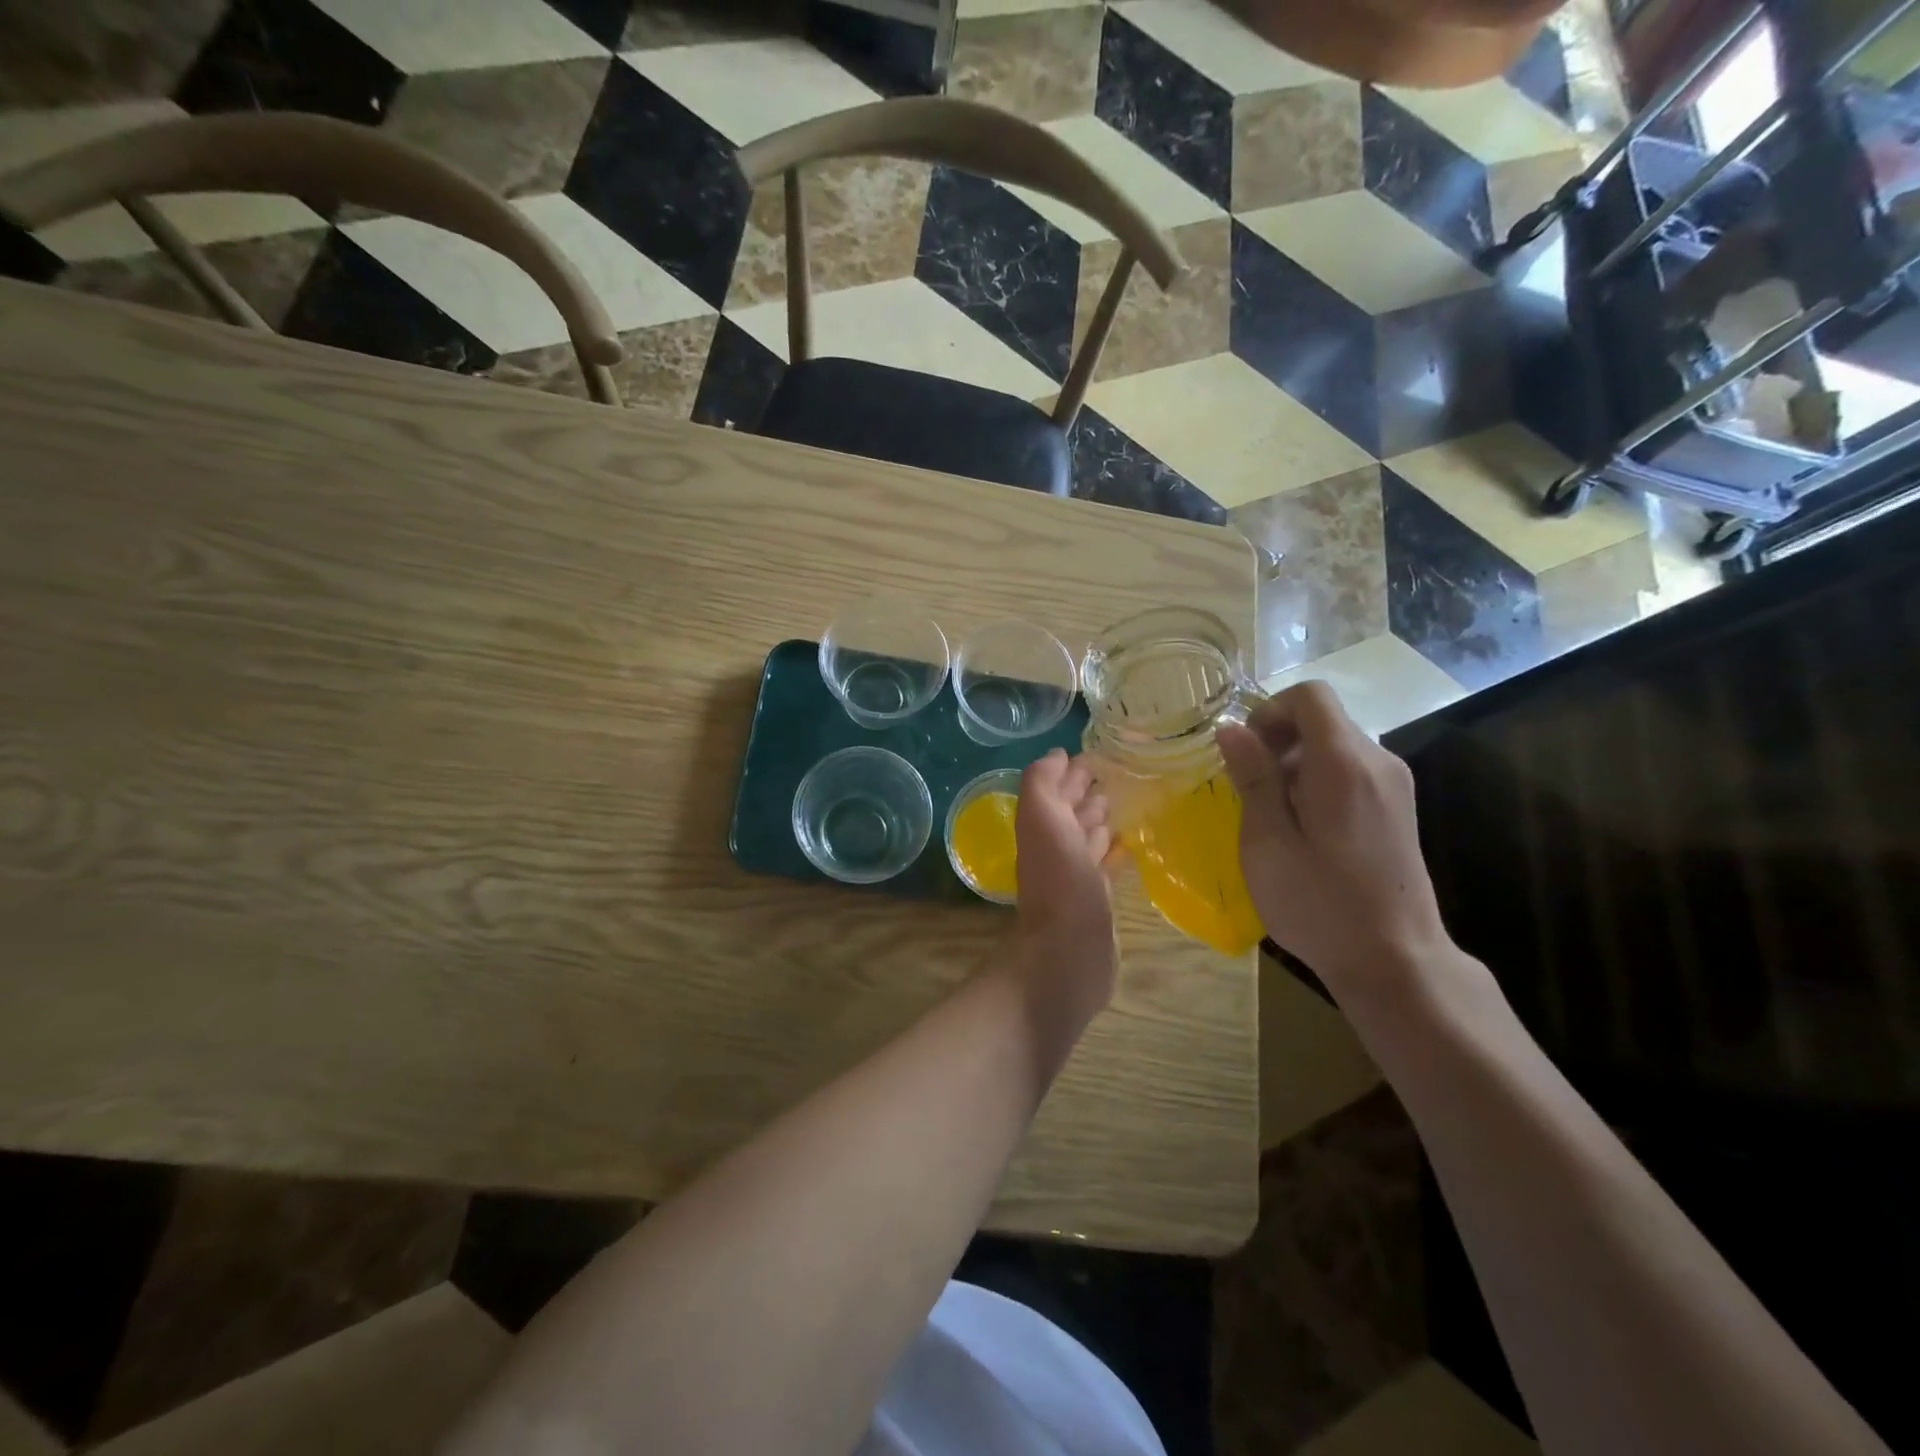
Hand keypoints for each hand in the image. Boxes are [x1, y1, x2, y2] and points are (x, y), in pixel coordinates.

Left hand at [1011, 749, 1117, 1023]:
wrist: (1069, 953)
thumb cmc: (1059, 880)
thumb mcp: (1042, 819)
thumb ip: (1042, 783)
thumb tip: (1057, 755)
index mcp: (1042, 826)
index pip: (1057, 789)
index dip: (1073, 771)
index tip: (1101, 754)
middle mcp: (1056, 848)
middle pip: (1072, 812)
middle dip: (1088, 791)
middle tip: (1116, 774)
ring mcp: (1077, 876)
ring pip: (1088, 838)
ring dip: (1101, 819)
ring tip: (1125, 801)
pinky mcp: (1098, 901)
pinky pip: (1105, 867)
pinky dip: (1114, 853)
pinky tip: (1129, 845)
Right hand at [1216, 682, 1450, 991]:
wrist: (1394, 959)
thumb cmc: (1319, 902)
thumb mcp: (1268, 842)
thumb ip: (1253, 778)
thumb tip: (1232, 729)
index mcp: (1344, 763)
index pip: (1310, 695)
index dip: (1269, 710)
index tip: (1246, 752)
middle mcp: (1378, 761)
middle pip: (1323, 719)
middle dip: (1279, 740)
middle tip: (1252, 790)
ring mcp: (1394, 785)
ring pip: (1335, 746)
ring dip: (1296, 764)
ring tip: (1275, 816)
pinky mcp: (1399, 808)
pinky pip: (1351, 771)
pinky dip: (1319, 781)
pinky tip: (1306, 830)